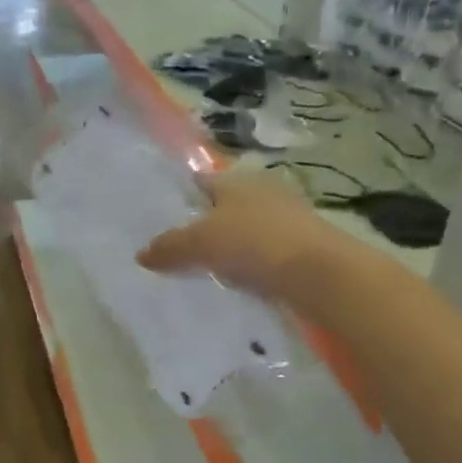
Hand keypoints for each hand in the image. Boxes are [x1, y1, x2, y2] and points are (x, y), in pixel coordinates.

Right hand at [138, 169, 332, 298]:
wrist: (320, 273)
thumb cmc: (255, 242)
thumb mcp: (201, 244)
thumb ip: (169, 247)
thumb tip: (141, 254)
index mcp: (236, 180)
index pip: (200, 182)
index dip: (180, 196)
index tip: (160, 216)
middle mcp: (262, 191)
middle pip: (224, 206)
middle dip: (204, 224)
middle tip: (177, 248)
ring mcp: (287, 217)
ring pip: (246, 229)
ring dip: (230, 246)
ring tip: (204, 269)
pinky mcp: (303, 246)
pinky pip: (265, 253)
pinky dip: (251, 264)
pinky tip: (238, 282)